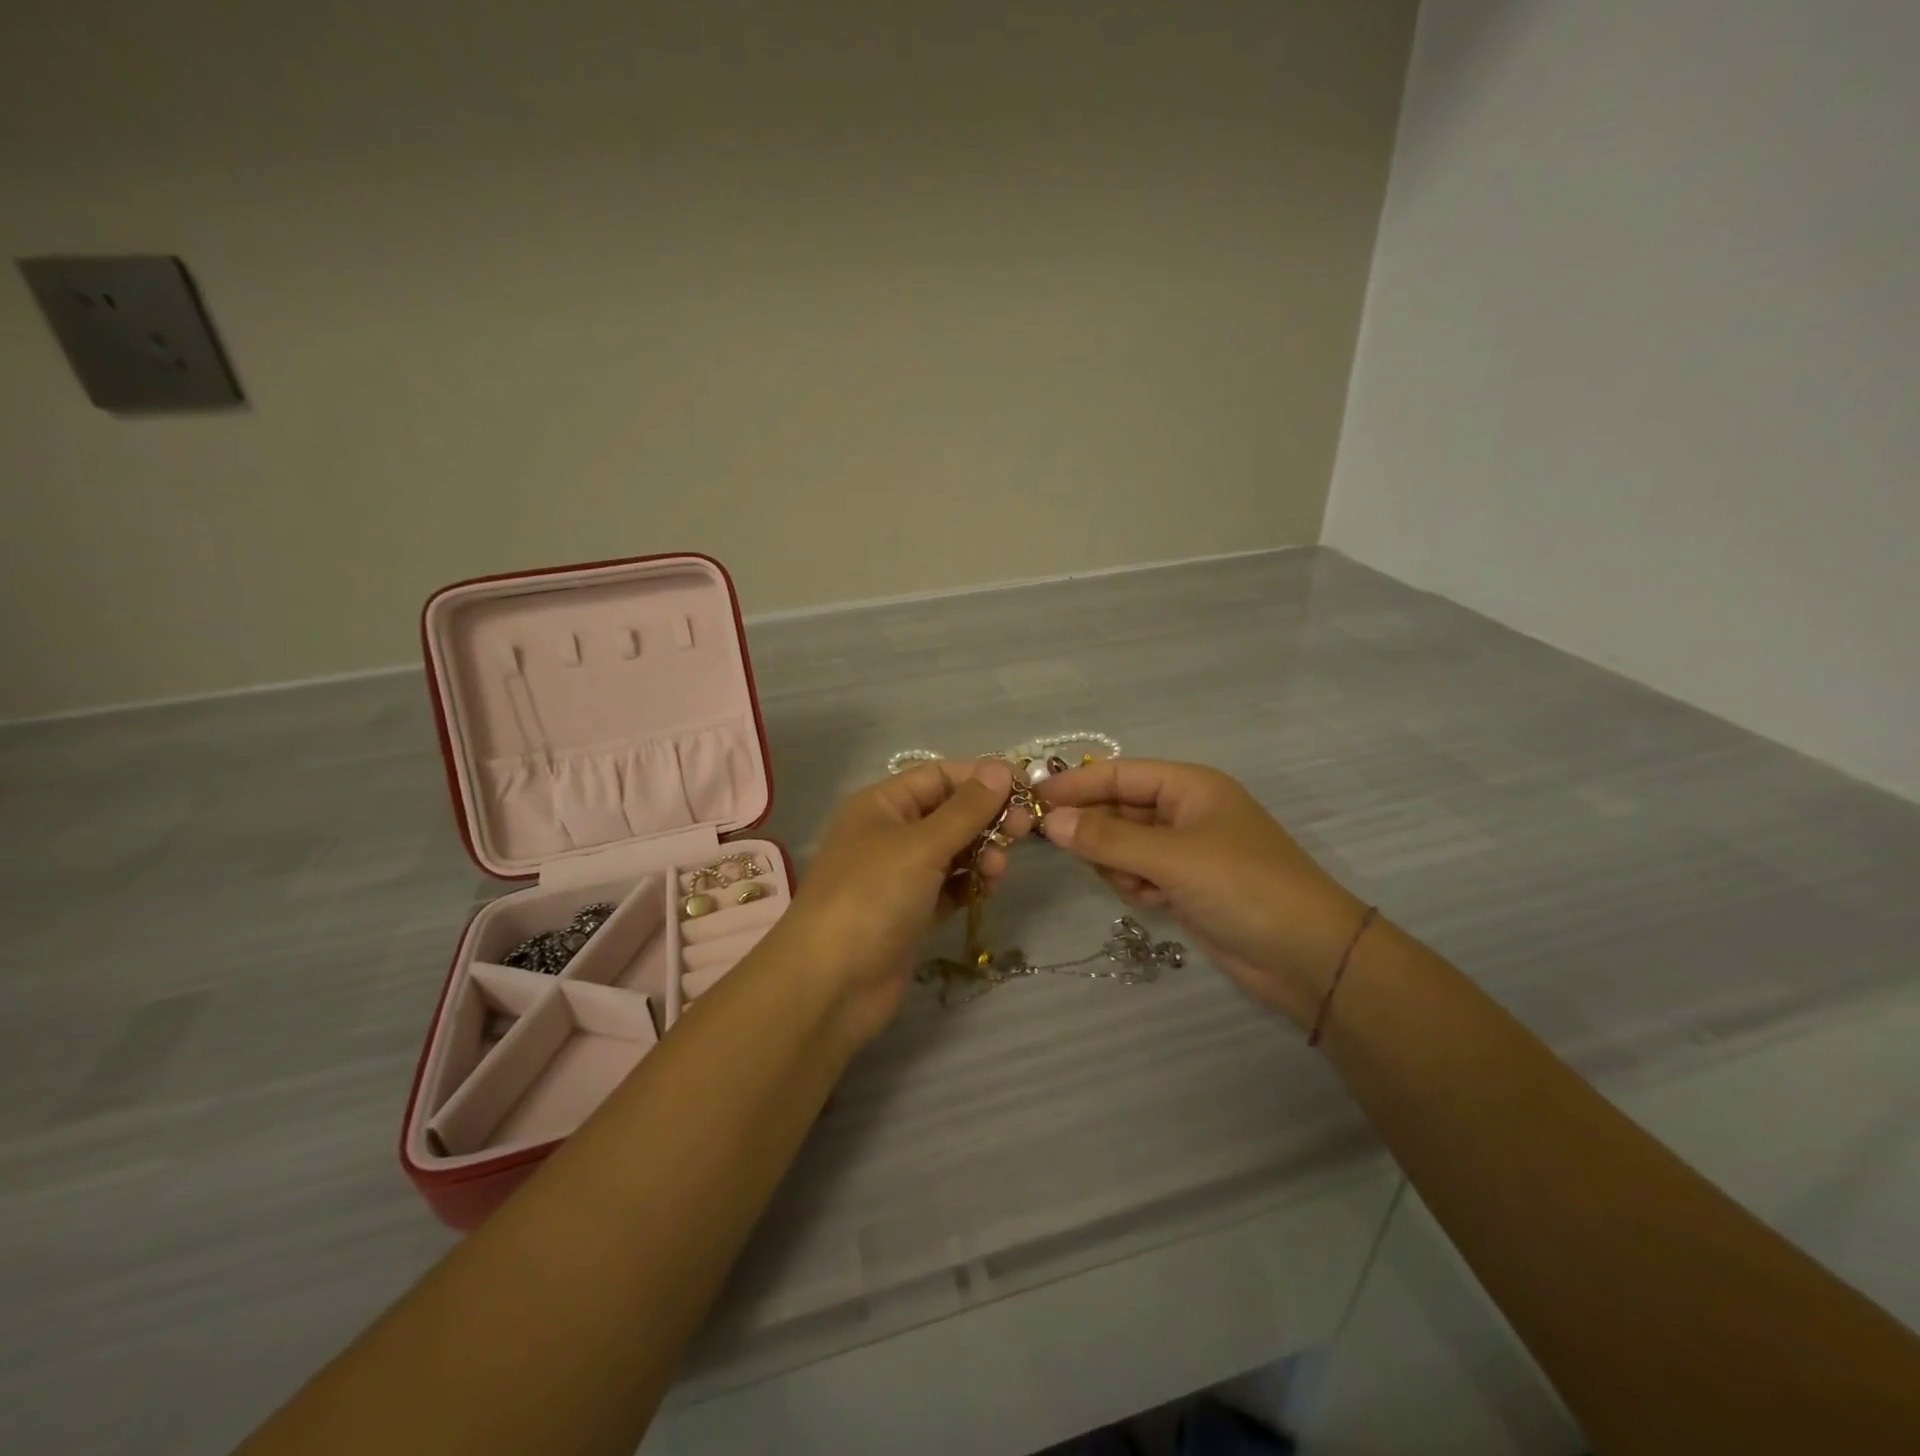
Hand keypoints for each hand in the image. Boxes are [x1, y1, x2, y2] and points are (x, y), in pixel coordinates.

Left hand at [776, 758, 1031, 1043]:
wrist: (830, 985)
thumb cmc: (871, 898)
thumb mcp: (921, 845)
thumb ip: (966, 809)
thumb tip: (1001, 768)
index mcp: (882, 805)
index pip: (940, 776)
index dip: (982, 778)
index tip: (1027, 788)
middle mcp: (890, 834)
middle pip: (950, 813)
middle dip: (987, 817)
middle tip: (1025, 831)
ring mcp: (900, 876)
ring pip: (954, 851)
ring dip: (982, 853)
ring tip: (997, 871)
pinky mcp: (911, 913)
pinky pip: (950, 887)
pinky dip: (970, 884)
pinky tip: (986, 890)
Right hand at [1038, 760, 1368, 1025]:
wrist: (1308, 957)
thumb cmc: (1243, 887)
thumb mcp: (1172, 858)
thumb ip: (1107, 839)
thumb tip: (1049, 821)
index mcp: (1189, 786)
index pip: (1118, 774)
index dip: (1074, 784)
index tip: (1029, 797)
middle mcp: (1184, 811)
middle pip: (1117, 809)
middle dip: (1094, 829)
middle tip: (1057, 846)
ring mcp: (1185, 850)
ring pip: (1123, 844)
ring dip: (1117, 863)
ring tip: (1136, 884)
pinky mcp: (1185, 885)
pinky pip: (1138, 872)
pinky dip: (1135, 884)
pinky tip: (1151, 900)